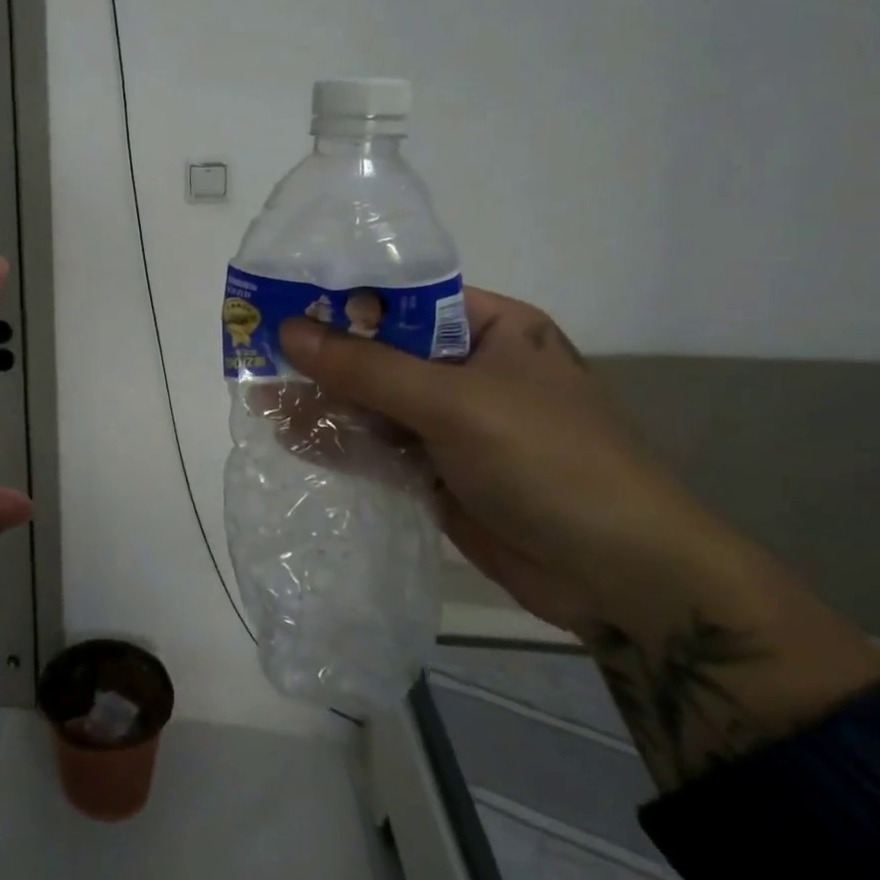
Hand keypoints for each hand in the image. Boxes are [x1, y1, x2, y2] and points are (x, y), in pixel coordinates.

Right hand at [279, 289, 879, 790]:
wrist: (622, 580)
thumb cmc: (551, 462)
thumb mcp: (455, 403)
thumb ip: (367, 367)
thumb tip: (288, 330)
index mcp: (490, 329)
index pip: (401, 299)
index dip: (340, 298)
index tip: (280, 302)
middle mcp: (467, 368)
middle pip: (379, 351)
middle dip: (322, 356)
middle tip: (258, 354)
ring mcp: (450, 423)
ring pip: (371, 401)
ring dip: (322, 401)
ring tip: (261, 399)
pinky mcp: (436, 470)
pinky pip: (376, 445)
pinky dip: (337, 441)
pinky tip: (290, 437)